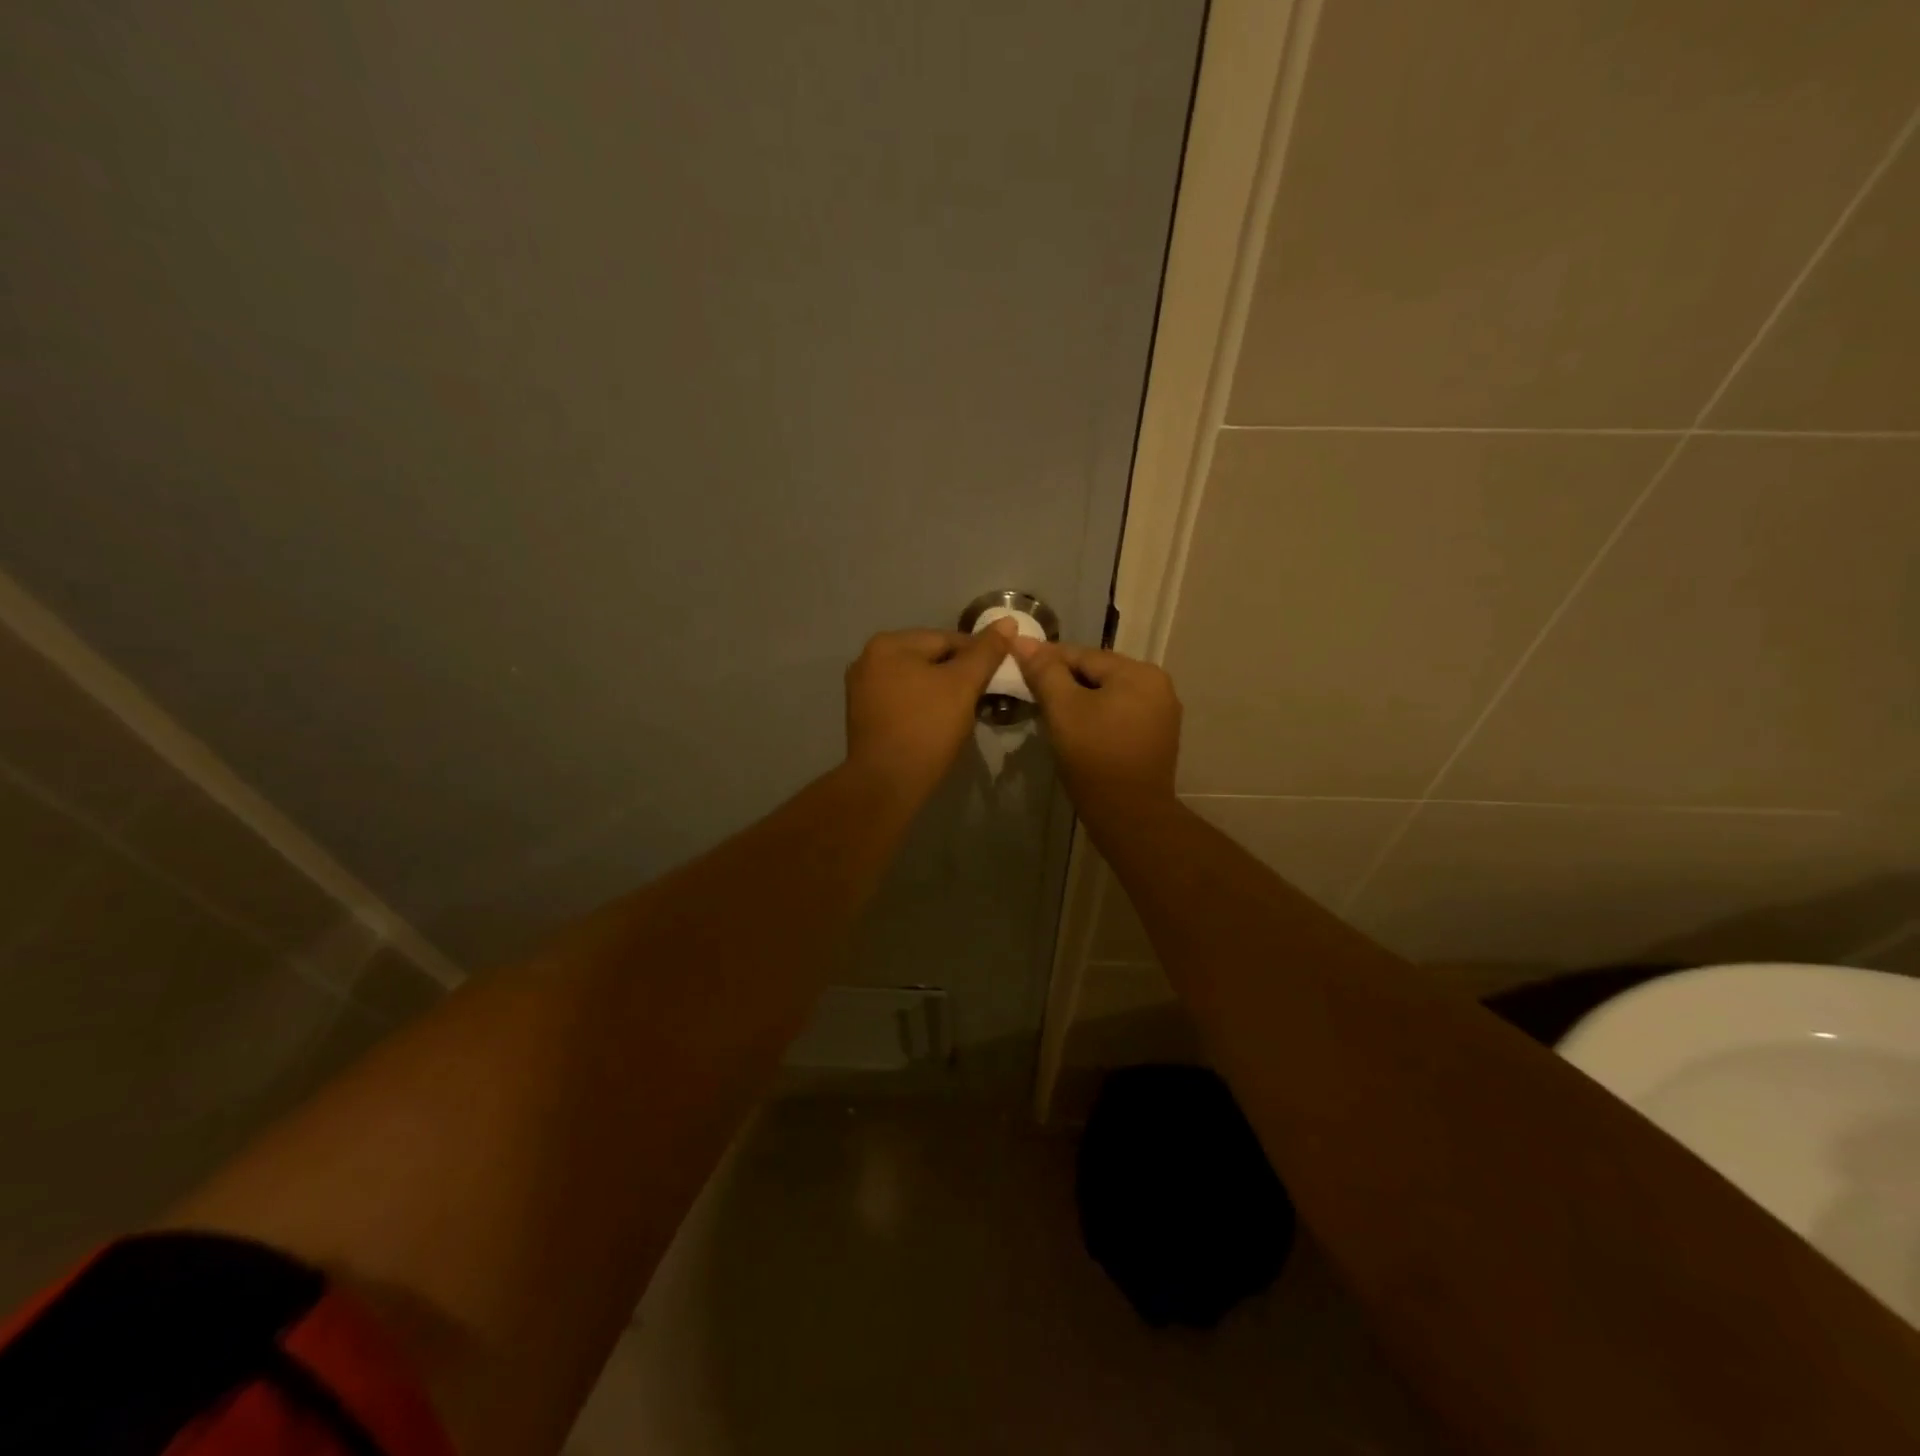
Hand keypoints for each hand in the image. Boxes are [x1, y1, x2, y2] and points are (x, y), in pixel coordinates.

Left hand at [844, 622, 1014, 803]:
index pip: (947, 639)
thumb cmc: (927, 727)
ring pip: (917, 680)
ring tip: (965, 712)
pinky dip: (923, 706)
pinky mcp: (864, 716)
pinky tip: (939, 724)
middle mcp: (868, 659)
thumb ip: (986, 652)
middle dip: (959, 674)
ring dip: (942, 691)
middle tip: (985, 696)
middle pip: (930, 658)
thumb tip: (1008, 621)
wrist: (887, 783)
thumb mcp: (963, 685)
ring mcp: (862, 689)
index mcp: (889, 644)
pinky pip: (903, 700)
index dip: (979, 655)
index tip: (1000, 675)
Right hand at [1009, 638, 1180, 810]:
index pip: (1082, 655)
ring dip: (1080, 698)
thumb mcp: (1063, 710)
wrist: (1129, 816)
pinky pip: (1120, 714)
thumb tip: (1021, 639)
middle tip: (1030, 690)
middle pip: (1098, 673)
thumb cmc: (1094, 757)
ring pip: (1108, 694)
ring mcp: (1162, 712)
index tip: (1016, 661)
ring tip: (1049, 710)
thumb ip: (1044, 672)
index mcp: (1139, 672)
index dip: (1046, 658)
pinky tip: (1076, 728)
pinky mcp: (1157, 737)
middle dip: (1064, 679)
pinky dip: (1097, 715)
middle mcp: (1158, 685)